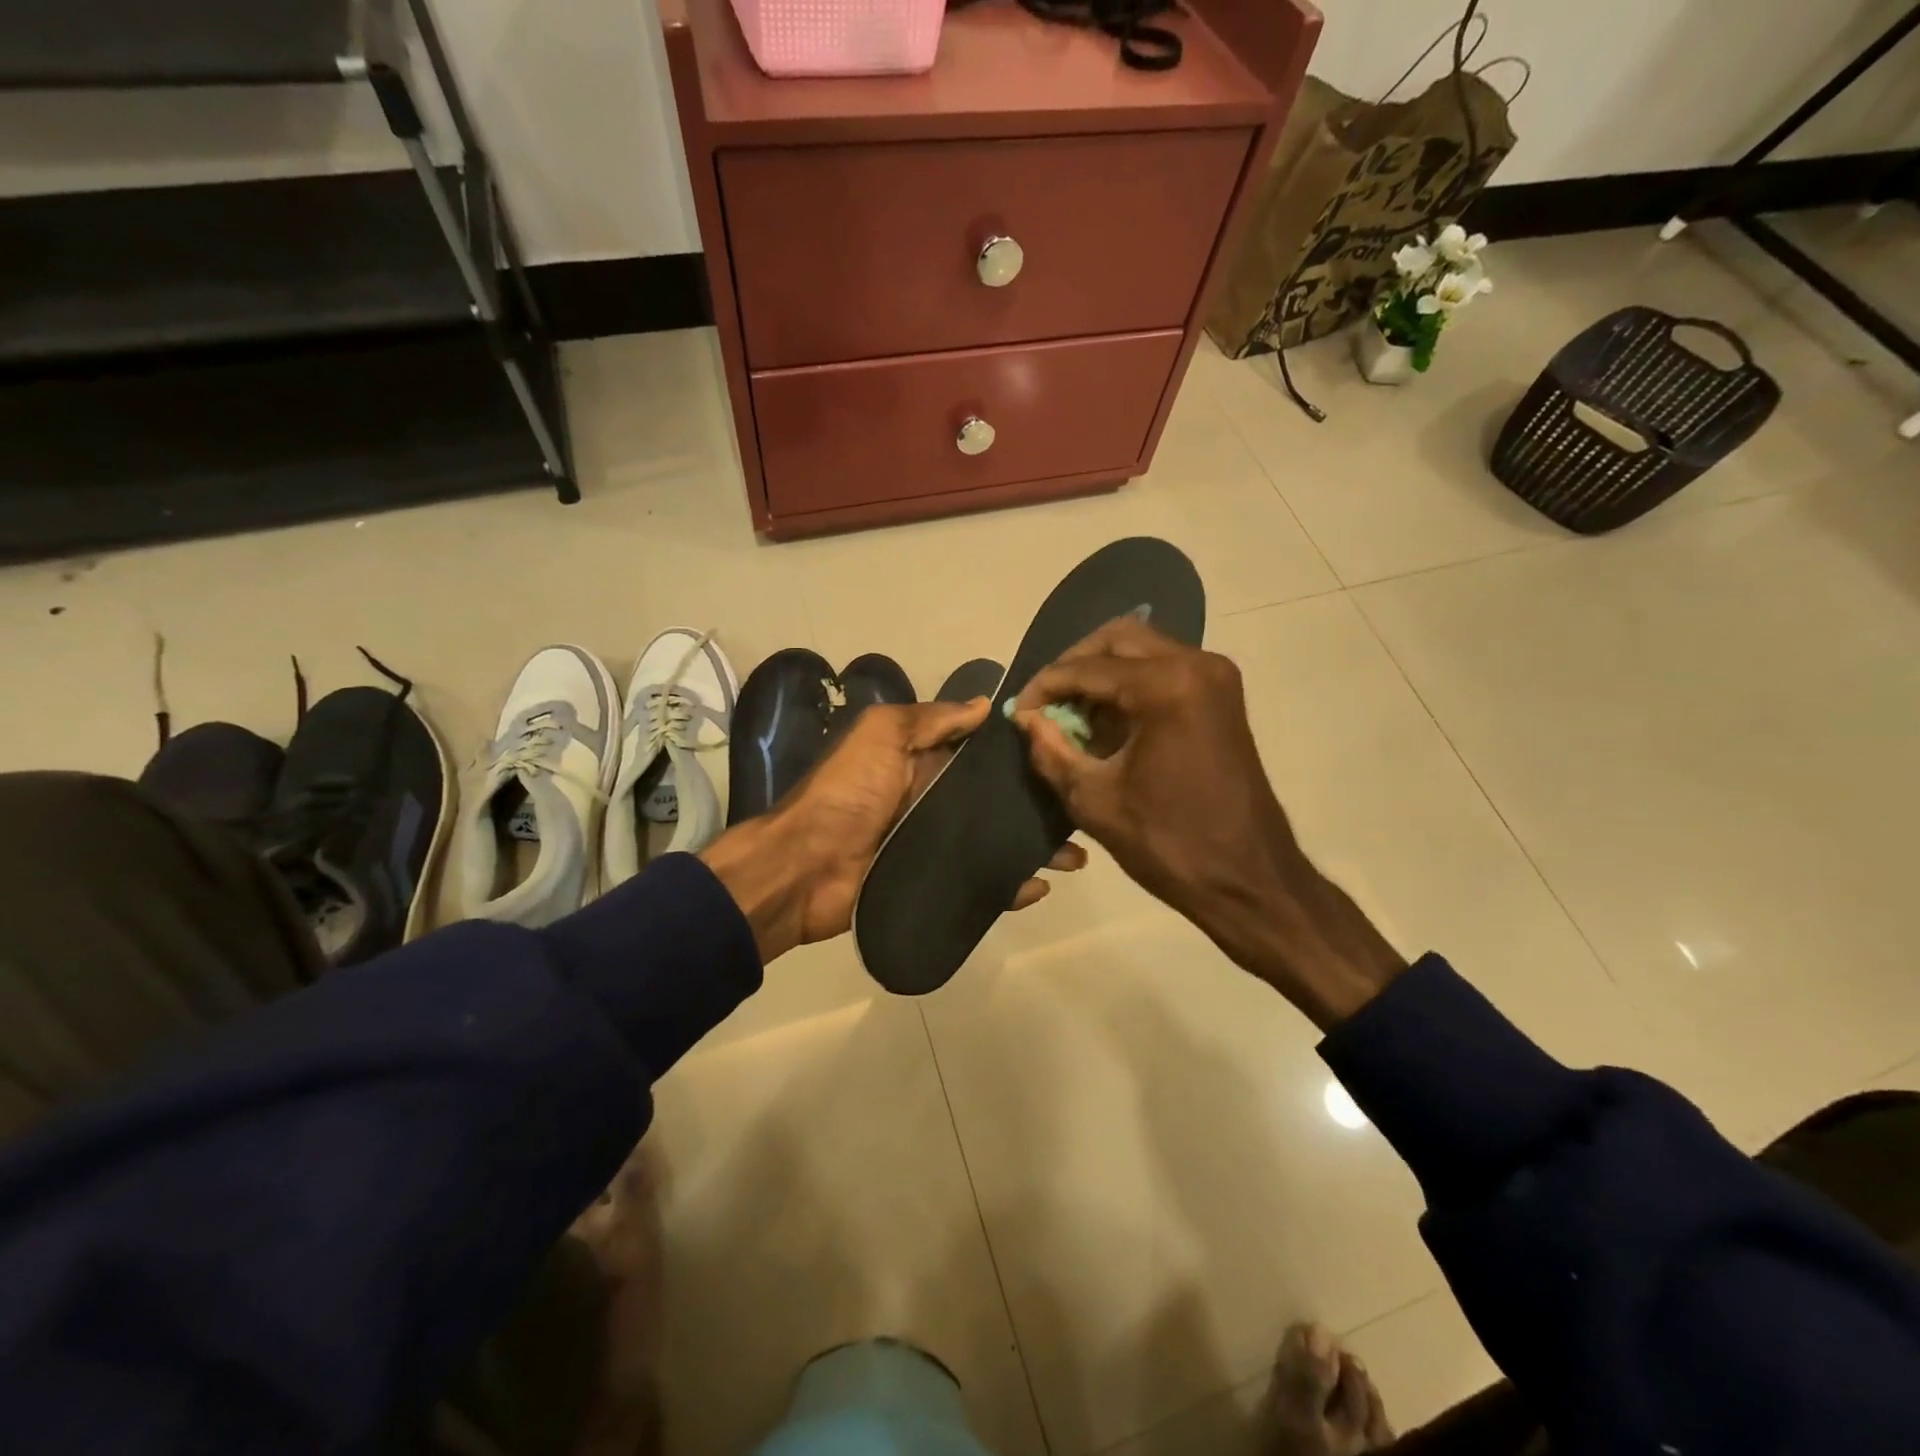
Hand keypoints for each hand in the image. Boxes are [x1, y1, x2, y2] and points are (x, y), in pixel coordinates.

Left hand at [701, 698, 1086, 961]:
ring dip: (1033, 845)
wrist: (804, 869)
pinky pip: (979, 882)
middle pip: (994, 799)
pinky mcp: (933, 882)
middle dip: (1036, 802)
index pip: (980, 751)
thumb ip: (931, 719)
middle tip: (1081, 806)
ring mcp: (934, 844)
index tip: (1065, 746)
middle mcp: (932, 799)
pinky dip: (1010, 886)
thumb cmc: (847, 792)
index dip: (1018, 749)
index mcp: (922, 761)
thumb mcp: (882, 734)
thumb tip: (986, 704)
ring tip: (1076, 854)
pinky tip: (1041, 886)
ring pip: (995, 840)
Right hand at [1010, 618, 1404, 1028]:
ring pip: (1143, 649)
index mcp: (1167, 686)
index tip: (1019, 711)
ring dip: (1102, 673)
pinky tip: (1106, 722)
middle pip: (1118, 638)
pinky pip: (1164, 670)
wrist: (1248, 880)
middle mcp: (1196, 665)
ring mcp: (1215, 678)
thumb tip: (1027, 719)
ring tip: (1071, 714)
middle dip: (1074, 666)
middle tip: (1045, 702)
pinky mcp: (1222, 697)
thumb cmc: (1169, 844)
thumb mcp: (1094, 800)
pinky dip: (1130, 685)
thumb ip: (1051, 750)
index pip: (1087, 668)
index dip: (1045, 687)